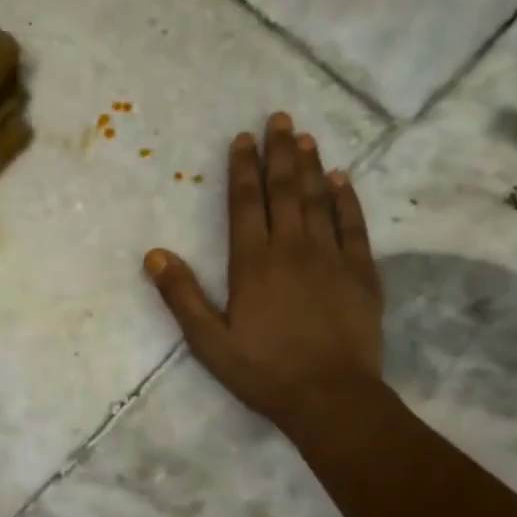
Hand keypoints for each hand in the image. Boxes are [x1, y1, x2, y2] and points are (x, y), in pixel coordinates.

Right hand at [144, 112, 382, 428]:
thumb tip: (154, 255)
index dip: (243, 169)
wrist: (330, 397)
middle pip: (285, 191)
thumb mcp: (208, 341)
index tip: (244, 138)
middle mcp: (292, 249)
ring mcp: (331, 258)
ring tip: (306, 137)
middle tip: (280, 118)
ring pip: (320, 201)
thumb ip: (182, 296)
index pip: (246, 204)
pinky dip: (348, 201)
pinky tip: (344, 180)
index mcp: (253, 263)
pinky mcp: (362, 274)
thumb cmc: (263, 371)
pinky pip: (354, 227)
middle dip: (280, 153)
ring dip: (312, 167)